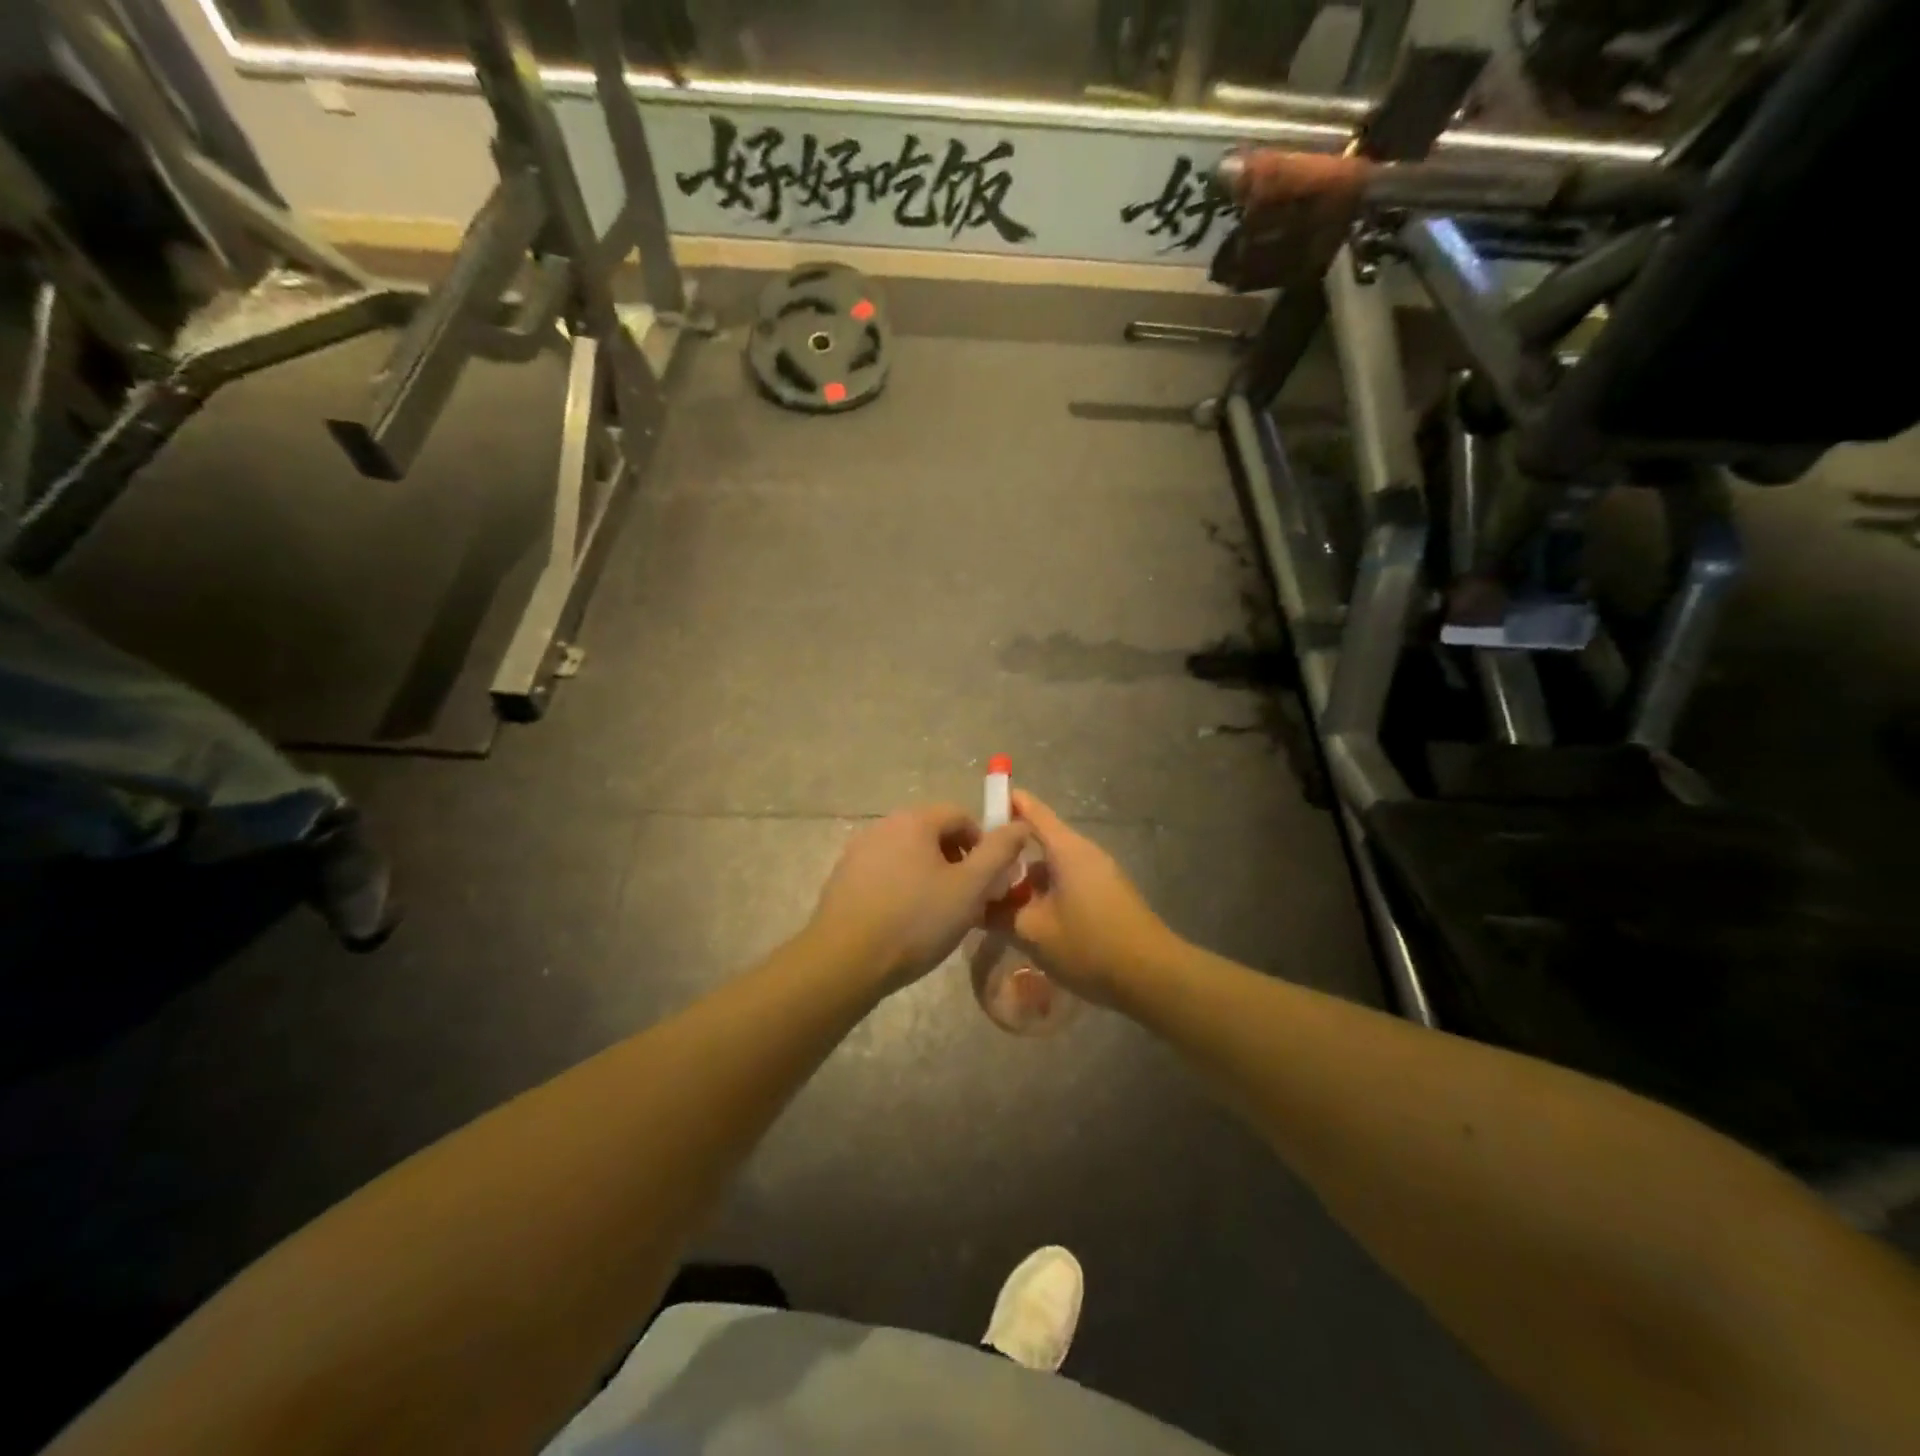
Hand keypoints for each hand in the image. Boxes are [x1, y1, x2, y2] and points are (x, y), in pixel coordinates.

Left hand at [809, 805, 1030, 993]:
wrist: (845, 960)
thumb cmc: (916, 920)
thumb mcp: (970, 888)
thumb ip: (999, 852)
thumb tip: (1020, 823)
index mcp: (914, 820)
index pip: (961, 815)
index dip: (983, 845)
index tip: (988, 881)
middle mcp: (883, 825)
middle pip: (933, 833)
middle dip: (957, 862)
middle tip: (967, 900)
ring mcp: (858, 851)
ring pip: (908, 855)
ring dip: (930, 876)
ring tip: (938, 914)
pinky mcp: (843, 877)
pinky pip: (885, 872)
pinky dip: (902, 887)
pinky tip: (905, 921)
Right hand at [990, 790, 1177, 1004]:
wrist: (1152, 977)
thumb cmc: (1089, 945)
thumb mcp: (1033, 932)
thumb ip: (1000, 914)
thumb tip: (977, 905)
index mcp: (1067, 850)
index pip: (1033, 812)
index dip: (1008, 803)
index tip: (984, 803)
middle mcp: (1086, 853)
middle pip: (1042, 841)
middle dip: (1011, 853)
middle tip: (980, 869)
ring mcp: (1101, 874)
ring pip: (1054, 867)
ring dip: (1028, 879)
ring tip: (1000, 901)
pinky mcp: (1109, 896)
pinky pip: (1069, 883)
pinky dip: (1047, 893)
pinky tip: (1032, 920)